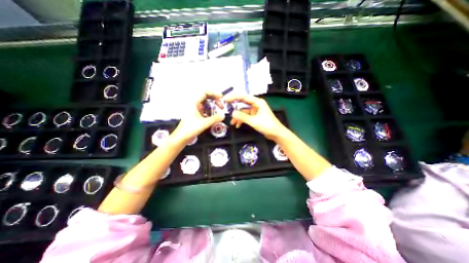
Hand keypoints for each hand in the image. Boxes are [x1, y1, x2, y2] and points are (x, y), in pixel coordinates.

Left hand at [171, 91, 225, 143]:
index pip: (205, 92)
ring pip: (206, 103)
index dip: (214, 93)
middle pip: (206, 97)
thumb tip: (223, 115)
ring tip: (219, 110)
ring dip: (213, 106)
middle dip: (215, 100)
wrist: (182, 137)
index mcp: (194, 102)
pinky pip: (205, 109)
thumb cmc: (190, 129)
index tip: (221, 98)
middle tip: (221, 106)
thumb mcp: (204, 123)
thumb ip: (215, 119)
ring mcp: (195, 108)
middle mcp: (194, 103)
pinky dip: (210, 111)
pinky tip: (213, 116)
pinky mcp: (196, 113)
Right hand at [223, 93, 285, 138]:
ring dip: (238, 116)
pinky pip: (246, 116)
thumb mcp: (254, 122)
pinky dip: (241, 120)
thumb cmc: (268, 126)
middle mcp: (256, 104)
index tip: (225, 99)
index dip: (234, 97)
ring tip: (232, 123)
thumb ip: (243, 117)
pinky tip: (238, 125)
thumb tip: (232, 113)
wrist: (276, 133)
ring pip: (243, 110)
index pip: (244, 96)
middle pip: (242, 102)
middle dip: (234, 105)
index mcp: (257, 102)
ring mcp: (255, 110)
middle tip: (225, 106)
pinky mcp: (254, 116)